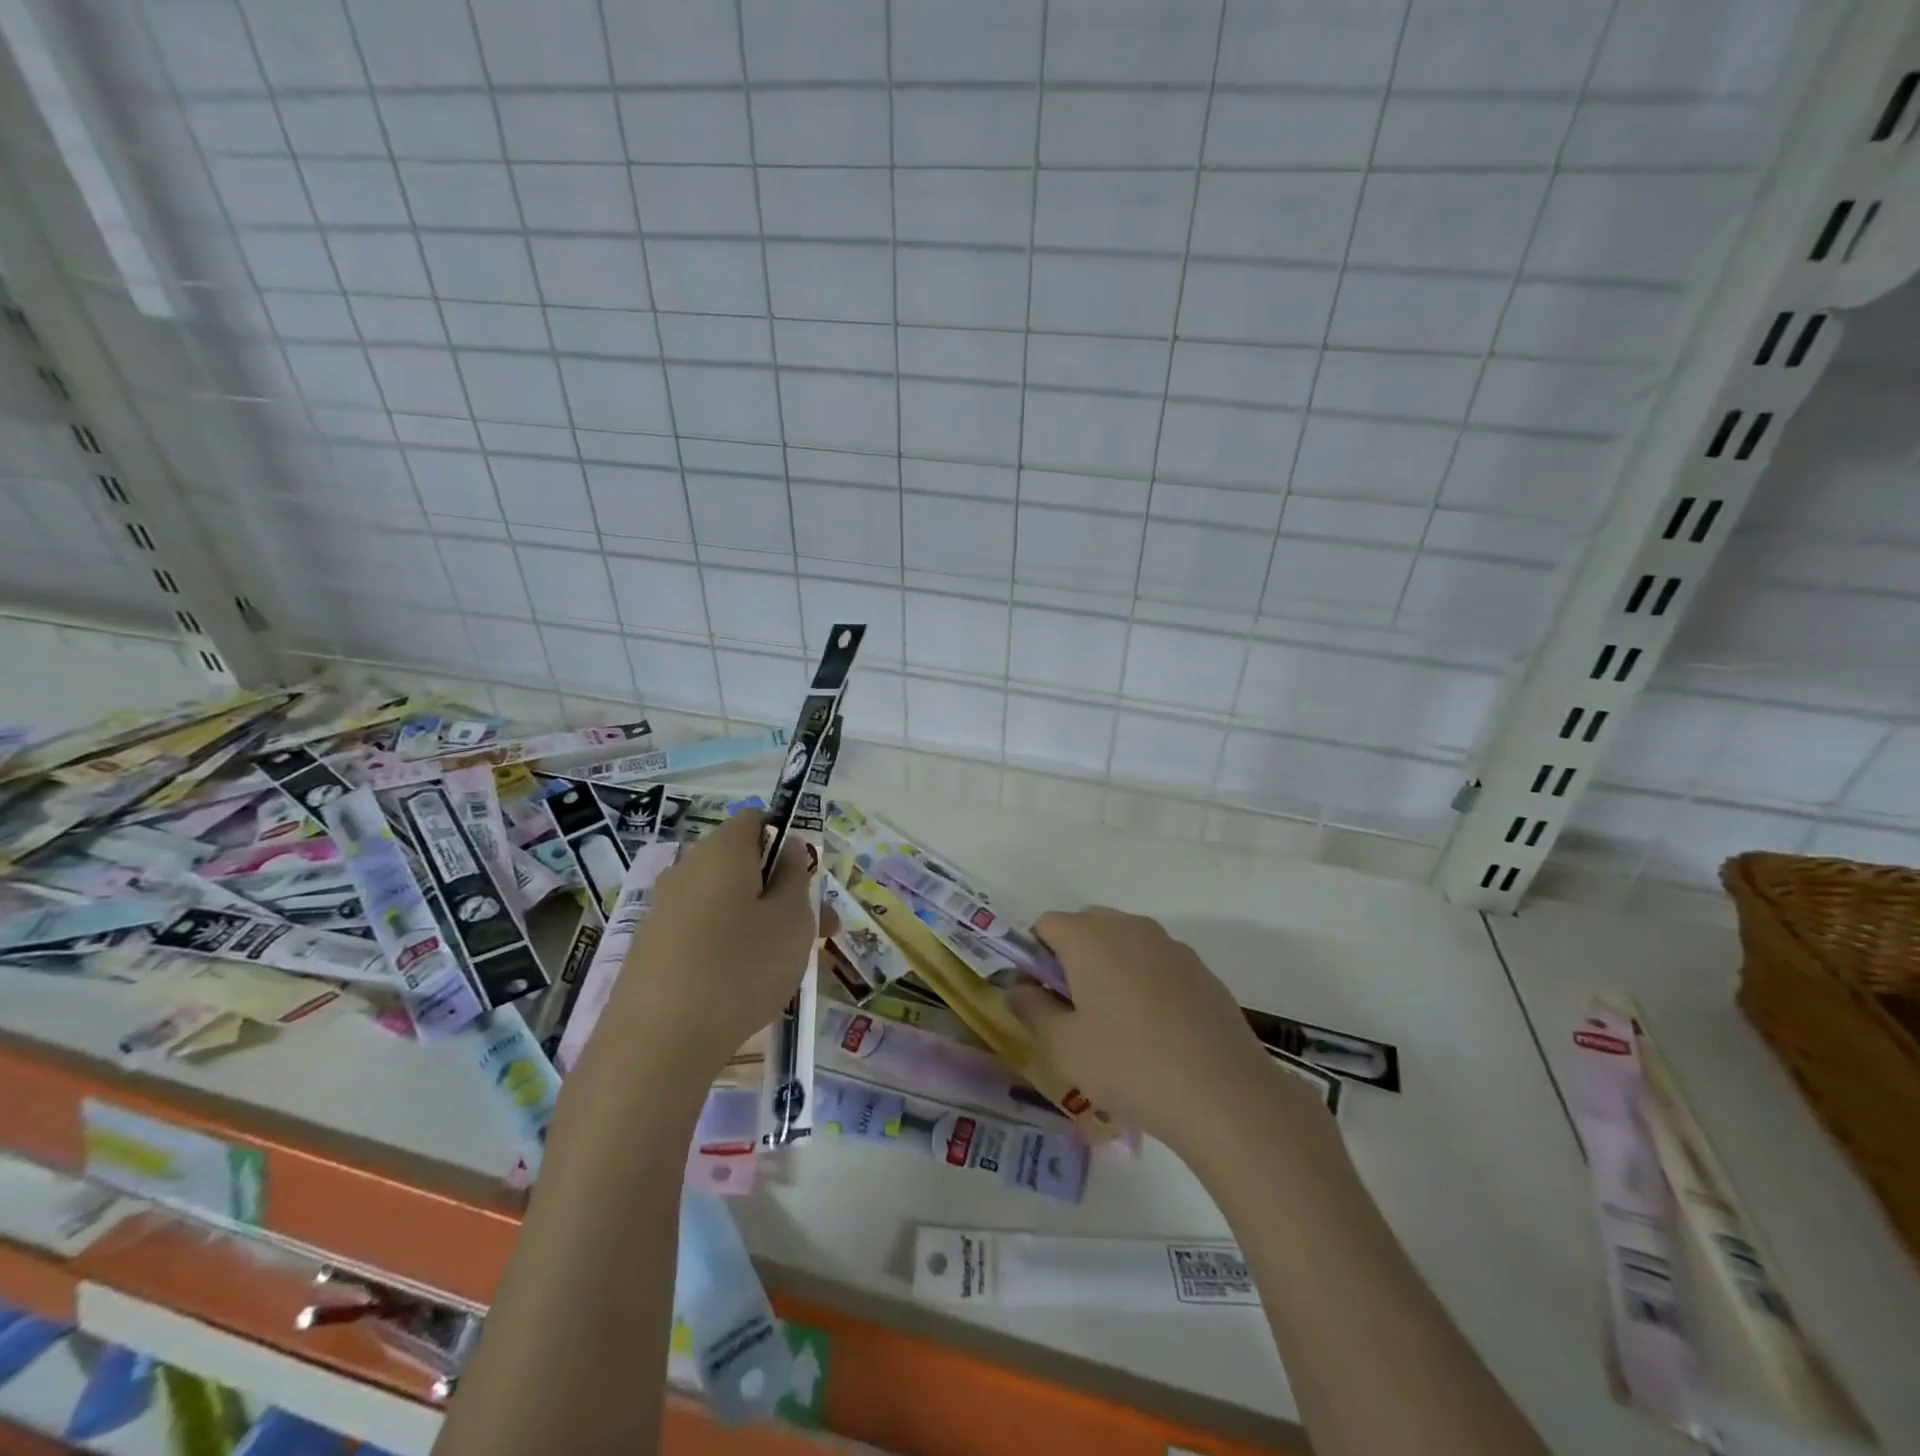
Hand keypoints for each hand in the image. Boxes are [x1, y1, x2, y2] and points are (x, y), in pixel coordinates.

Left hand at [581, 811, 817, 1090]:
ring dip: (762, 923)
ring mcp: (664, 910)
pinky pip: (704, 932)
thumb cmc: (739, 969)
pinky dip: (731, 946)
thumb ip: (796, 876)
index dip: (788, 840)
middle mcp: (687, 870)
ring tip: (791, 967)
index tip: (809, 880)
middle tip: (819, 932)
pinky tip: (747, 985)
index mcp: (722, 851)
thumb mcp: (792, 920)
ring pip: (727, 903)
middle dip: (784, 891)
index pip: (757, 820)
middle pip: (744, 865)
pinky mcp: (651, 949)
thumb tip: (789, 848)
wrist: (655, 1046)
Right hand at [1011, 907, 1317, 1151]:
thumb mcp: (1064, 1046)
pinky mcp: (1201, 969)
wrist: (1224, 1094)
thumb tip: (1019, 986)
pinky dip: (1146, 981)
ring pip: (1125, 942)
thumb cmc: (1129, 1065)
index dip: (1036, 956)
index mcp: (1089, 937)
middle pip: (1087, 926)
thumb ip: (1032, 1008)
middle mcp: (1129, 927)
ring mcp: (1170, 945)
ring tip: (1119, 1024)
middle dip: (1073, 957)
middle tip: (1076, 1011)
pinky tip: (1158, 1031)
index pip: (1046, 924)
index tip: (1043, 997)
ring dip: (1111, 967)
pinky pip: (1157, 962)